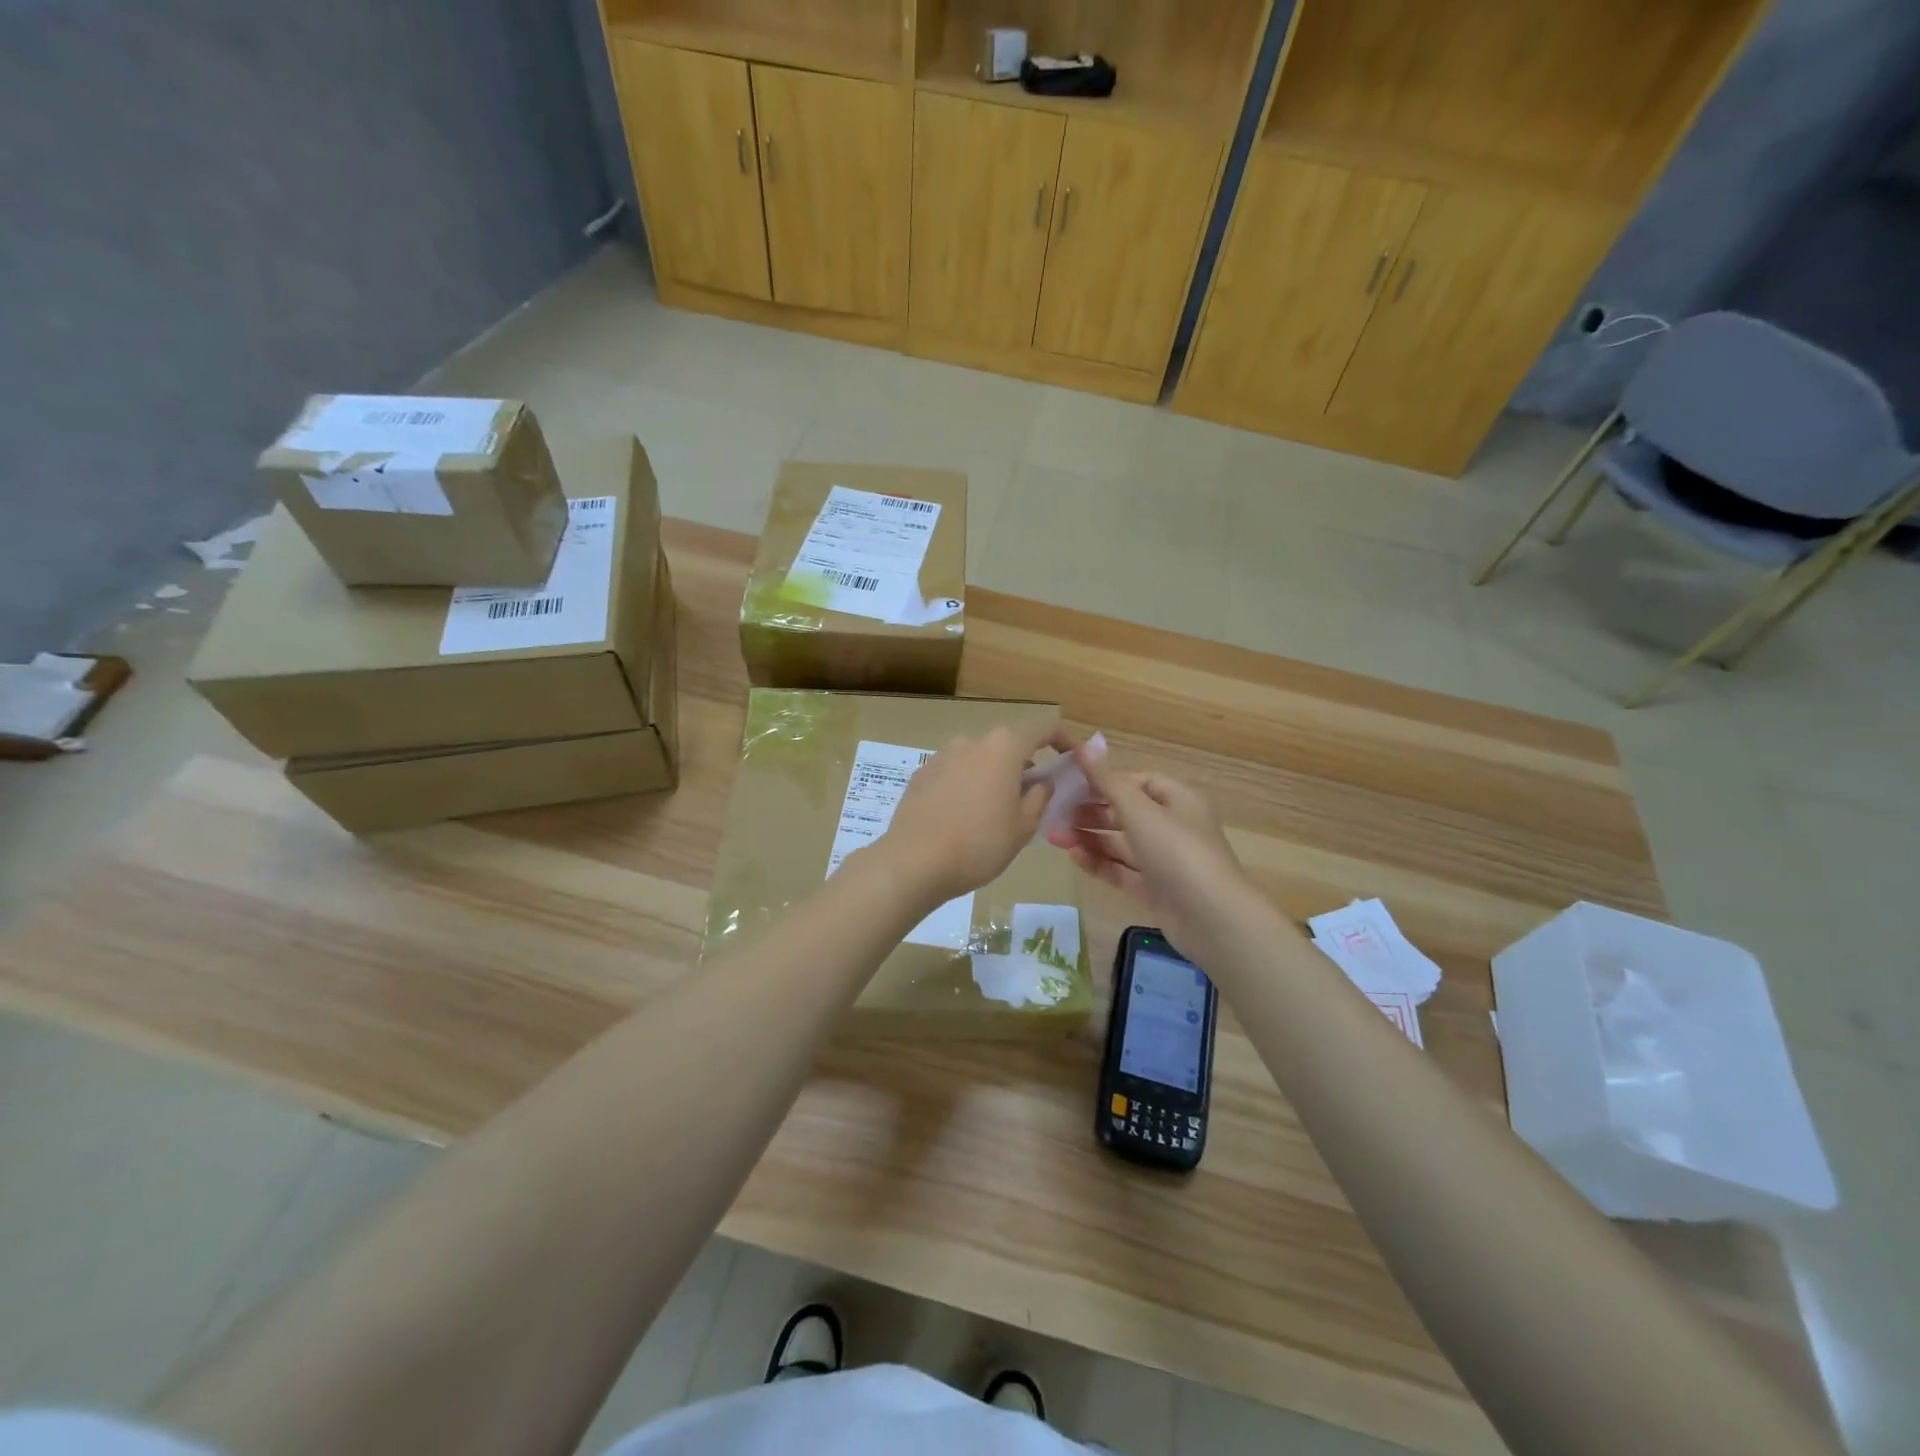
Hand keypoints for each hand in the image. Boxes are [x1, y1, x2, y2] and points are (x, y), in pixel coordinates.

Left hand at [878, 722, 1063, 906]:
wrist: (913, 862)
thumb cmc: (980, 844)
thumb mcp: (1024, 826)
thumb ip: (1040, 796)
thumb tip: (1042, 780)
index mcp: (1003, 747)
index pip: (1043, 729)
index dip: (1063, 740)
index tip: (1073, 759)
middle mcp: (972, 741)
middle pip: (1008, 745)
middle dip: (1025, 765)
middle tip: (1033, 797)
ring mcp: (942, 756)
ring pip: (979, 760)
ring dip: (993, 776)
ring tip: (995, 812)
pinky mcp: (921, 774)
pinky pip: (955, 773)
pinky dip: (967, 786)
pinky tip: (963, 817)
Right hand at [1046, 745, 1252, 956]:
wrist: (1212, 919)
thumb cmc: (1177, 852)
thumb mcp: (1140, 811)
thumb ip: (1108, 782)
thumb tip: (1084, 746)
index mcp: (1178, 800)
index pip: (1138, 781)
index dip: (1106, 781)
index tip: (1072, 784)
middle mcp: (1173, 826)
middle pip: (1126, 812)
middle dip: (1090, 812)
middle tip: (1055, 813)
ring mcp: (1164, 860)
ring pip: (1120, 843)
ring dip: (1089, 837)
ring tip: (1054, 836)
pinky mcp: (1155, 889)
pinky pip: (1122, 870)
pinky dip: (1099, 862)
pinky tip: (1073, 857)